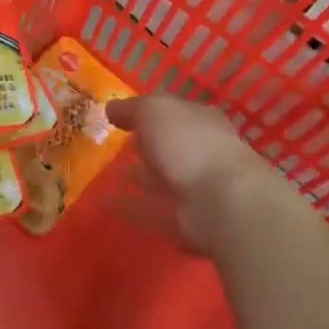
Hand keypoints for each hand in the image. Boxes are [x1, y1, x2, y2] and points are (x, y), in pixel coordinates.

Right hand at [109, 95, 309, 253]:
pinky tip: (107, 206)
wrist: (221, 202)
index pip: (175, 112)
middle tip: (117, 149)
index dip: (151, 113)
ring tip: (110, 177)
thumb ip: (132, 108)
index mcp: (202, 120)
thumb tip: (111, 108)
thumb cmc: (188, 143)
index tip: (122, 118)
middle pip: (171, 147)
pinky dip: (132, 208)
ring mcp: (198, 188)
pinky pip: (153, 210)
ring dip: (142, 179)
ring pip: (164, 180)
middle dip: (148, 148)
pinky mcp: (188, 220)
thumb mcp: (154, 109)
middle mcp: (203, 152)